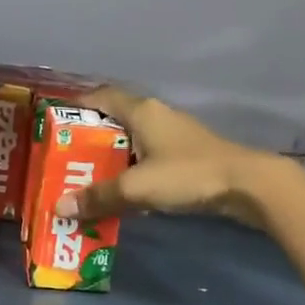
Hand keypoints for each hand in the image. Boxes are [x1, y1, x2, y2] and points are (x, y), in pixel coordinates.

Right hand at [55, 86, 273, 225]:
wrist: (249, 185)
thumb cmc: (188, 174)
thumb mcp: (137, 187)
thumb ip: (99, 196)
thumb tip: (59, 207)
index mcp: (141, 111)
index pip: (101, 97)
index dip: (77, 106)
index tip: (55, 123)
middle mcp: (156, 116)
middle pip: (114, 120)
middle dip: (90, 139)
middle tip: (66, 159)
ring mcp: (174, 135)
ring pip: (133, 140)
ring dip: (112, 157)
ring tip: (88, 178)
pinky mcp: (188, 155)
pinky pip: (149, 157)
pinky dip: (132, 169)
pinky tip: (124, 191)